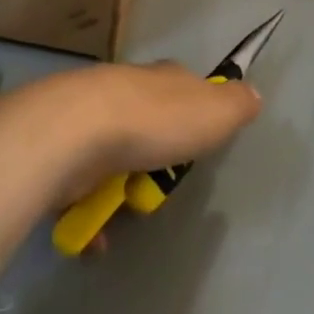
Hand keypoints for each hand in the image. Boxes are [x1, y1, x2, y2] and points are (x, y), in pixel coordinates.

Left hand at [0, 63, 259, 270]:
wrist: (75, 131)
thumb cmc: (155, 121)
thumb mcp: (214, 111)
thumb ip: (236, 104)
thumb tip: (253, 94)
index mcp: (163, 78)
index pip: (185, 87)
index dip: (195, 112)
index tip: (200, 141)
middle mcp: (126, 90)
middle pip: (149, 125)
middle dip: (156, 160)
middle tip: (161, 187)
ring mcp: (89, 120)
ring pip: (114, 158)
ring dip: (121, 190)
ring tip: (127, 211)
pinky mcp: (60, 151)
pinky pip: (81, 188)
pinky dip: (90, 212)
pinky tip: (96, 234)